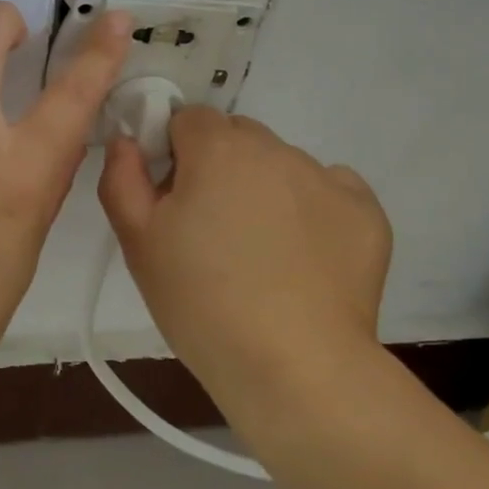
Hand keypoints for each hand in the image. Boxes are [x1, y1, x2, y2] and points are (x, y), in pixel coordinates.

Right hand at [98, 108, 393, 415]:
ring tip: (263, 254)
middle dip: (221, 167)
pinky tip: (305, 258)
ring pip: (283, 165)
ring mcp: (328, 178)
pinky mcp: (366, 213)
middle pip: (238, 137)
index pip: (189, 119)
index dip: (176, 154)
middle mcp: (276, 149)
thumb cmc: (201, 303)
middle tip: (214, 230)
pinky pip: (331, 191)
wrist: (294, 369)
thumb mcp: (138, 242)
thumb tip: (128, 139)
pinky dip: (315, 211)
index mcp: (218, 148)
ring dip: (267, 189)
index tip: (176, 200)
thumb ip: (122, 177)